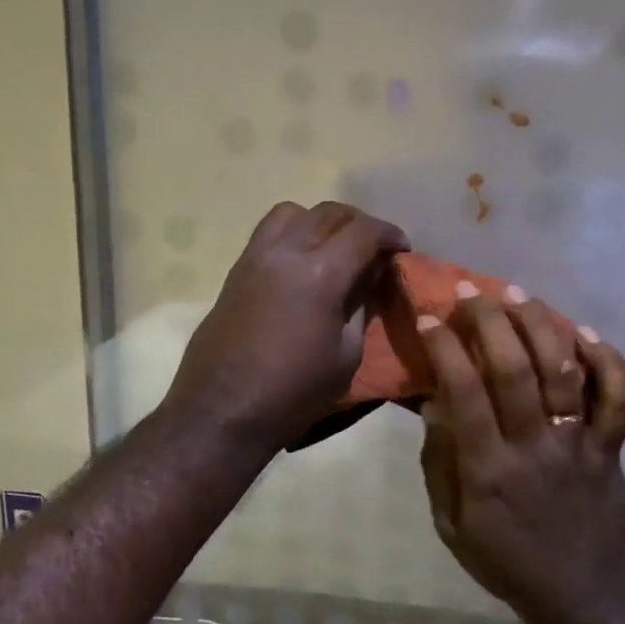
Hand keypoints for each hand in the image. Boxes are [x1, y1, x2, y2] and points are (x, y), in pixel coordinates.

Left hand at [167, 201, 408, 448]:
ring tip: (333, 248)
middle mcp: (286, 252)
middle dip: (359, 224)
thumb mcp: (346, 357)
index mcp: (320, 274)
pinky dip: (292, 233)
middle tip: (374, 249)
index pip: (364, 232)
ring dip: (320, 221)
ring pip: (293, 212)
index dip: (390, 235)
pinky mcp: (235, 271)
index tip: (402, 249)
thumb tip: (369, 279)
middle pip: (329, 213)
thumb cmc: (293, 394)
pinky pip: (268, 232)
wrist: (222, 411)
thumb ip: (360, 308)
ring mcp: (255, 257)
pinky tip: (301, 264)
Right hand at [415, 288, 624, 623]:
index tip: (429, 319)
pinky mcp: (610, 448)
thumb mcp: (450, 525)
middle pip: (514, 369)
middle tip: (469, 292)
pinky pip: (618, 397)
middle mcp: (535, 447)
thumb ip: (440, 464)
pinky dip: (606, 360)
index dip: (445, 349)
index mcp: (489, 470)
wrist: (581, 597)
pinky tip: (582, 334)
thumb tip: (434, 404)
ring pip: (564, 371)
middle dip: (488, 320)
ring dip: (540, 325)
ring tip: (518, 295)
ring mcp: (579, 445)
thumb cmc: (505, 561)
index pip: (464, 393)